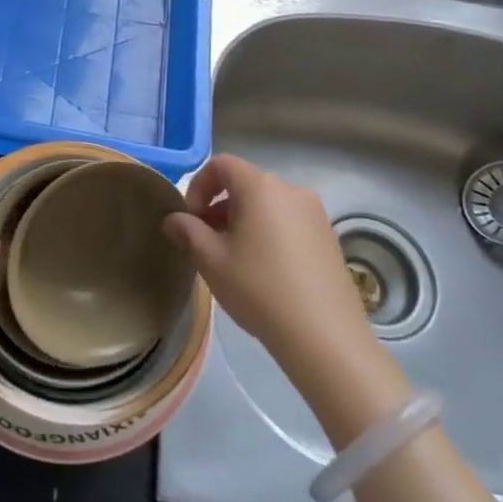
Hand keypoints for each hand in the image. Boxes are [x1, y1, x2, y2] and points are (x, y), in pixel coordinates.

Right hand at [163, 154, 376, 373]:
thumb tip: (173, 219)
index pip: (221, 165)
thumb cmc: (260, 289)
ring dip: (244, 221)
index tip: (190, 219)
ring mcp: (315, 214)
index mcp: (260, 187)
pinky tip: (266, 271)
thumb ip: (188, 232)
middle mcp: (291, 190)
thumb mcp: (212, 261)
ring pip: (268, 204)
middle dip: (219, 207)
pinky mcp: (330, 237)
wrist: (325, 336)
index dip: (198, 186)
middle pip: (246, 184)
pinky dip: (269, 233)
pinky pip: (289, 222)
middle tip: (207, 242)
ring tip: (235, 259)